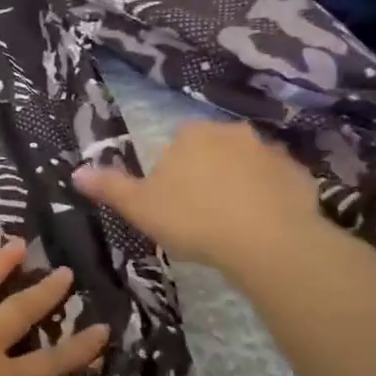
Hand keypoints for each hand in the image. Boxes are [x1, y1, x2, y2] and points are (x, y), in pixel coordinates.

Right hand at [73, 119, 320, 271]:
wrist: (266, 242)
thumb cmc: (193, 219)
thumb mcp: (139, 207)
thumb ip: (109, 187)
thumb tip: (76, 172)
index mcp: (192, 134)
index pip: (176, 144)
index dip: (172, 173)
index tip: (172, 202)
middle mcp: (233, 132)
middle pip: (213, 151)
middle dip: (207, 174)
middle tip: (200, 214)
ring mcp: (271, 152)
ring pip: (247, 166)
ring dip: (240, 185)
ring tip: (233, 224)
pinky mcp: (299, 176)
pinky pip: (278, 184)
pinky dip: (270, 199)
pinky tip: (263, 227)